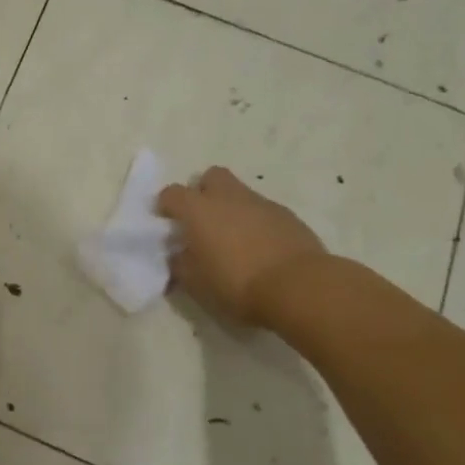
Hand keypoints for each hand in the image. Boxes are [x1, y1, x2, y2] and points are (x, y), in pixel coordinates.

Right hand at [156, 167, 325, 328]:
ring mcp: (260, 203)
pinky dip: (256, 222)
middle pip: (210, 177)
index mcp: (198, 209)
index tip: (167, 225)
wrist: (299, 287)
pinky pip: (263, 210)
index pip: (171, 193)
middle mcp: (227, 197)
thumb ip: (180, 265)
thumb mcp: (196, 284)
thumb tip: (177, 256)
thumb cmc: (238, 284)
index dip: (166, 206)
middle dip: (203, 192)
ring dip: (232, 208)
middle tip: (203, 221)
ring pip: (239, 192)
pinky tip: (261, 248)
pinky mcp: (287, 215)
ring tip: (234, 239)